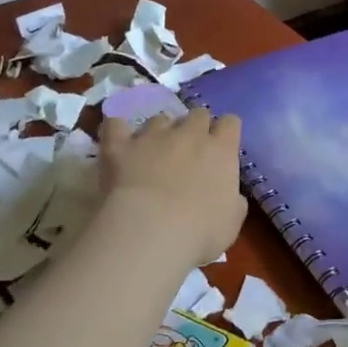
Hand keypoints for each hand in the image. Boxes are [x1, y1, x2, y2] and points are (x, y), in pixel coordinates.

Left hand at [97, 109, 246, 267]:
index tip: (221, 147)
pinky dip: (117, 130)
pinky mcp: (120, 145)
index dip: (225, 132)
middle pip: (197, 114)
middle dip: (195, 127)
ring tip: (153, 153)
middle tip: (189, 151)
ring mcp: (152, 135)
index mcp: (221, 150)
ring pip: (160, 119)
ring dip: (160, 132)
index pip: (230, 122)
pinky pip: (115, 125)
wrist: (151, 232)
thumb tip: (229, 195)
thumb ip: (233, 199)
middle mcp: (189, 133)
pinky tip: (117, 140)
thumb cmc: (200, 232)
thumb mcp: (231, 222)